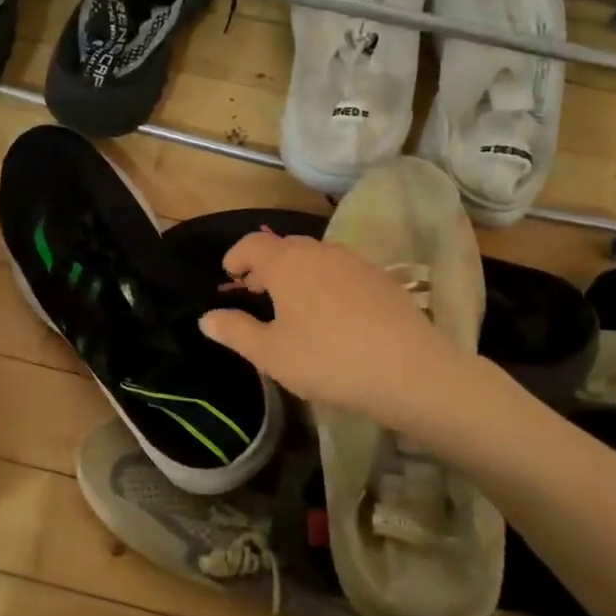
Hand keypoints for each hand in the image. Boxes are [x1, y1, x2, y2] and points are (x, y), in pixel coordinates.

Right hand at [199, 231, 477, 434]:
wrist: (409, 370)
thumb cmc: (327, 359)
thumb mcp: (271, 354)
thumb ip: (235, 331)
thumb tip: (206, 318)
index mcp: (287, 263)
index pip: (252, 245)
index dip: (236, 256)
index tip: (229, 275)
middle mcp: (320, 252)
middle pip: (284, 247)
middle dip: (265, 264)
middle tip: (257, 291)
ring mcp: (355, 262)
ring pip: (315, 257)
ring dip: (297, 271)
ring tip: (293, 303)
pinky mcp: (382, 278)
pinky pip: (341, 270)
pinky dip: (325, 281)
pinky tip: (332, 313)